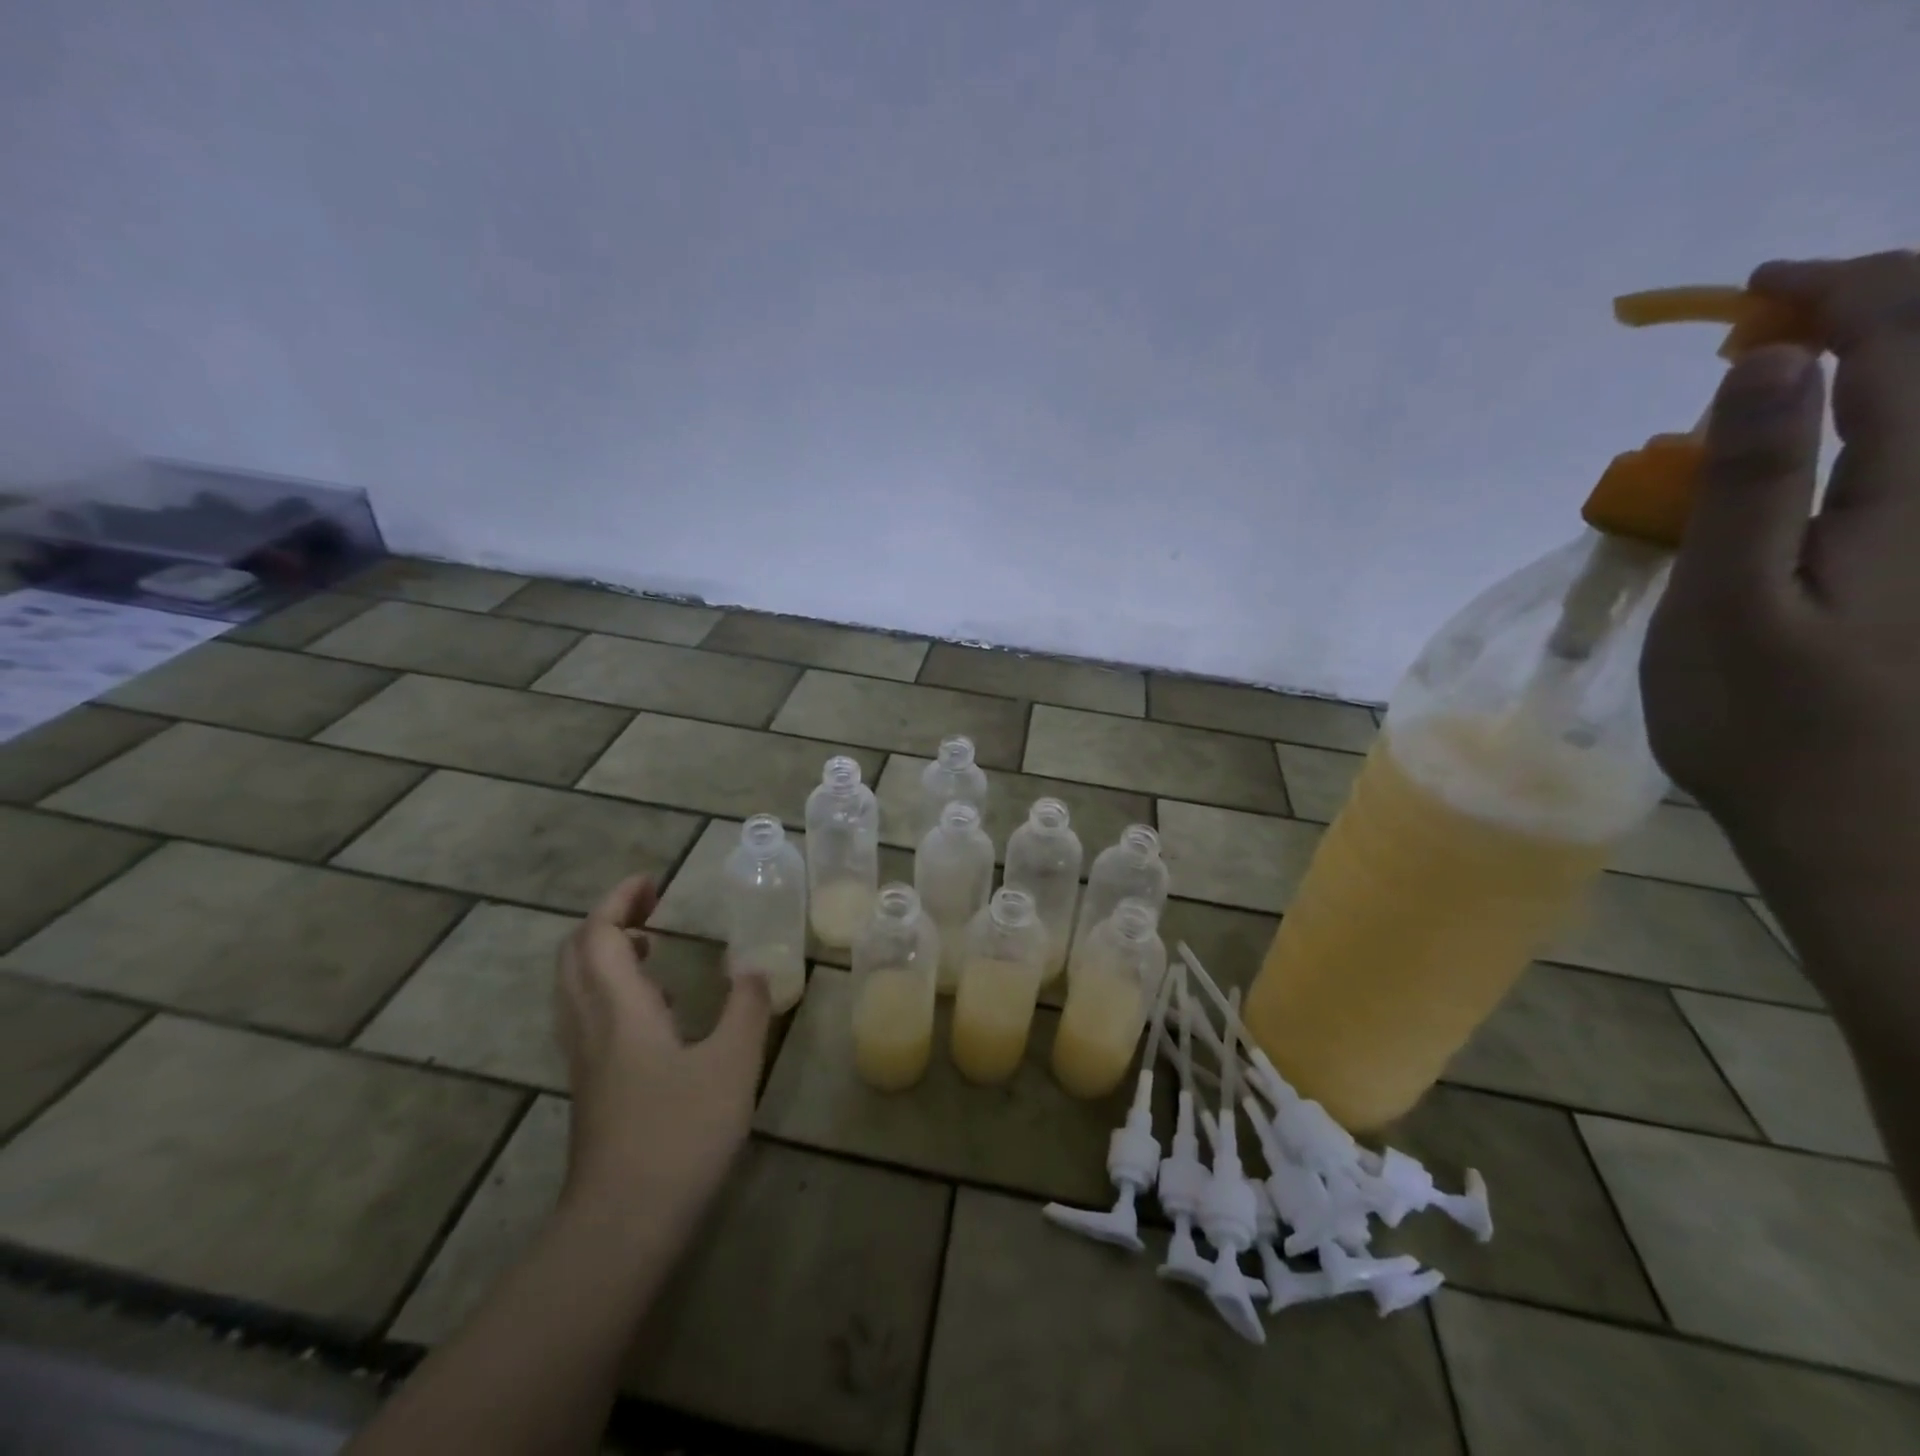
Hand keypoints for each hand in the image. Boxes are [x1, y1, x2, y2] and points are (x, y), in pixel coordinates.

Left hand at [553, 874, 770, 1242]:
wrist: (622, 1227)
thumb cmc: (679, 1134)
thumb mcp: (733, 1064)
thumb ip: (747, 1008)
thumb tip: (755, 968)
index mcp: (621, 1010)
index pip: (598, 936)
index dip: (618, 900)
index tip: (652, 881)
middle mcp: (593, 1028)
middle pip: (575, 958)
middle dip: (606, 922)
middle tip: (649, 907)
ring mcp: (587, 1063)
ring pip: (577, 991)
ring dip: (606, 956)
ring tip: (652, 947)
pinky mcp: (593, 1092)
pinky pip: (590, 1020)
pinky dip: (614, 993)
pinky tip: (658, 1012)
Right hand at [1641, 251, 1919, 860]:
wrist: (1861, 824)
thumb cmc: (1767, 721)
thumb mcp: (1727, 603)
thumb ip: (1752, 481)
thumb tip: (1769, 360)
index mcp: (1917, 490)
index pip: (1905, 340)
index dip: (1836, 293)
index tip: (1751, 291)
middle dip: (1881, 305)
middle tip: (1779, 319)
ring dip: (1895, 357)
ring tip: (1812, 363)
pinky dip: (1894, 416)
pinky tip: (1846, 436)